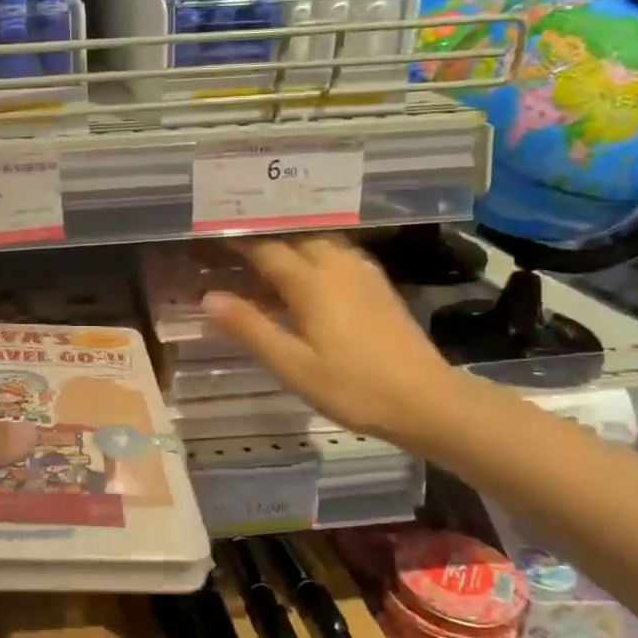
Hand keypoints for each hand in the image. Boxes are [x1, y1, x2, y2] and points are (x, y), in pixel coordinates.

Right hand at [201, 236, 471, 453]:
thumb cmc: (353, 387)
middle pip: (295, 236)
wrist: (427, 402)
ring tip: (265, 255)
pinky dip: (315, 254)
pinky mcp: (379, 286)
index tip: (212, 239)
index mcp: (312, 281)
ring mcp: (363, 273)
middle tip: (234, 246)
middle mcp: (337, 265)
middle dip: (264, 236)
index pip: (266, 248)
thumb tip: (209, 296)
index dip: (238, 242)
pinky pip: (339, 254)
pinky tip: (308, 274)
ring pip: (320, 241)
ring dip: (292, 242)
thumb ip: (250, 328)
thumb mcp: (292, 365)